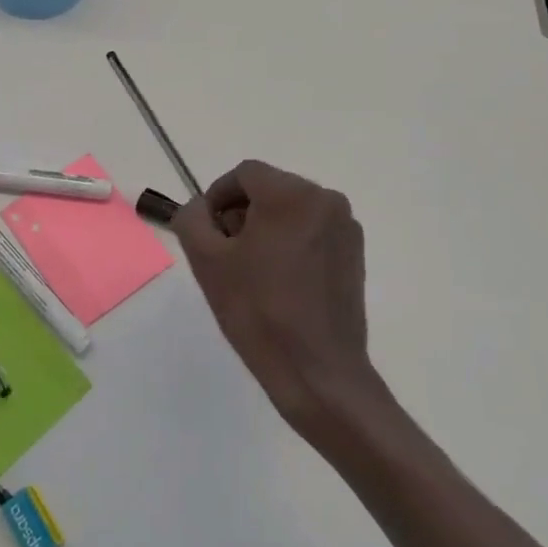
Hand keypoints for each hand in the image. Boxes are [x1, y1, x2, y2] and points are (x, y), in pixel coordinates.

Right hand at [171, 160, 378, 434]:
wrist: (318, 372)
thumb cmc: (258, 312)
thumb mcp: (208, 262)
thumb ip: (192, 219)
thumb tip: (199, 207)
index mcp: (291, 194)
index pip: (244, 174)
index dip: (218, 197)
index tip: (207, 231)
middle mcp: (325, 199)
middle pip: (270, 189)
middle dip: (242, 213)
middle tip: (225, 254)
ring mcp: (345, 226)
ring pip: (292, 210)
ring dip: (266, 228)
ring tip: (253, 272)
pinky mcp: (355, 253)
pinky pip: (313, 231)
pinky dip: (292, 243)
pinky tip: (281, 282)